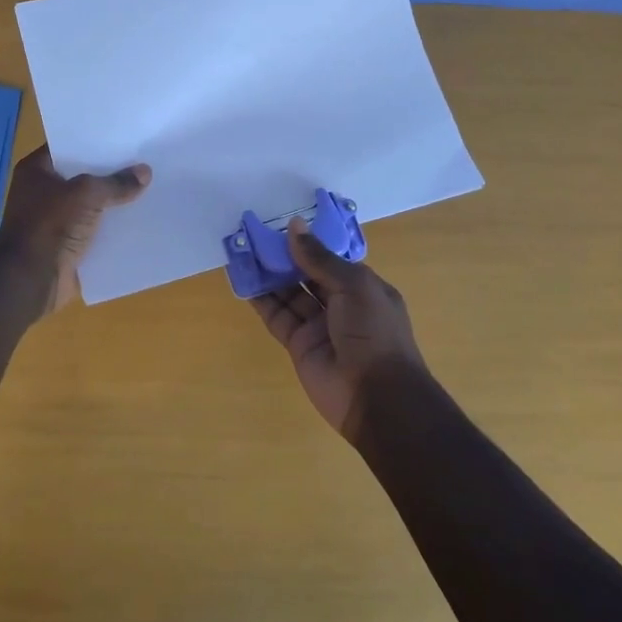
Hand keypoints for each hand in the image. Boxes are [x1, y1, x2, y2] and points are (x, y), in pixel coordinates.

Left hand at [0, 146, 149, 316]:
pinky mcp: (67, 244)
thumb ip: (116, 182)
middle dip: (110, 171)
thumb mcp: (86, 194)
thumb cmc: (50, 225)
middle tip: (143, 159)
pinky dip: (112, 227)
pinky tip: (139, 219)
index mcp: (37, 170)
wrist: (31, 280)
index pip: (69, 146)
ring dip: (114, 200)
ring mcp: (54, 219)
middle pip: (83, 175)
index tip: (124, 136)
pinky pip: (95, 229)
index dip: (95, 140)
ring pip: (91, 203)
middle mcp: (43, 191)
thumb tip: (145, 172)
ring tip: (149, 187)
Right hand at [251, 220, 426, 439]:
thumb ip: (320, 257)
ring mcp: (319, 325)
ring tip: (244, 251)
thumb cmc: (374, 332)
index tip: (283, 223)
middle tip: (256, 234)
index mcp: (362, 287)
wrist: (377, 398)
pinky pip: (278, 317)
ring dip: (269, 274)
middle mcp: (341, 304)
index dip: (309, 242)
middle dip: (285, 256)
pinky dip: (261, 300)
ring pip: (289, 293)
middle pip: (307, 274)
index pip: (332, 258)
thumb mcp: (354, 286)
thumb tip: (294, 226)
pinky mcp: (299, 345)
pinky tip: (244, 282)